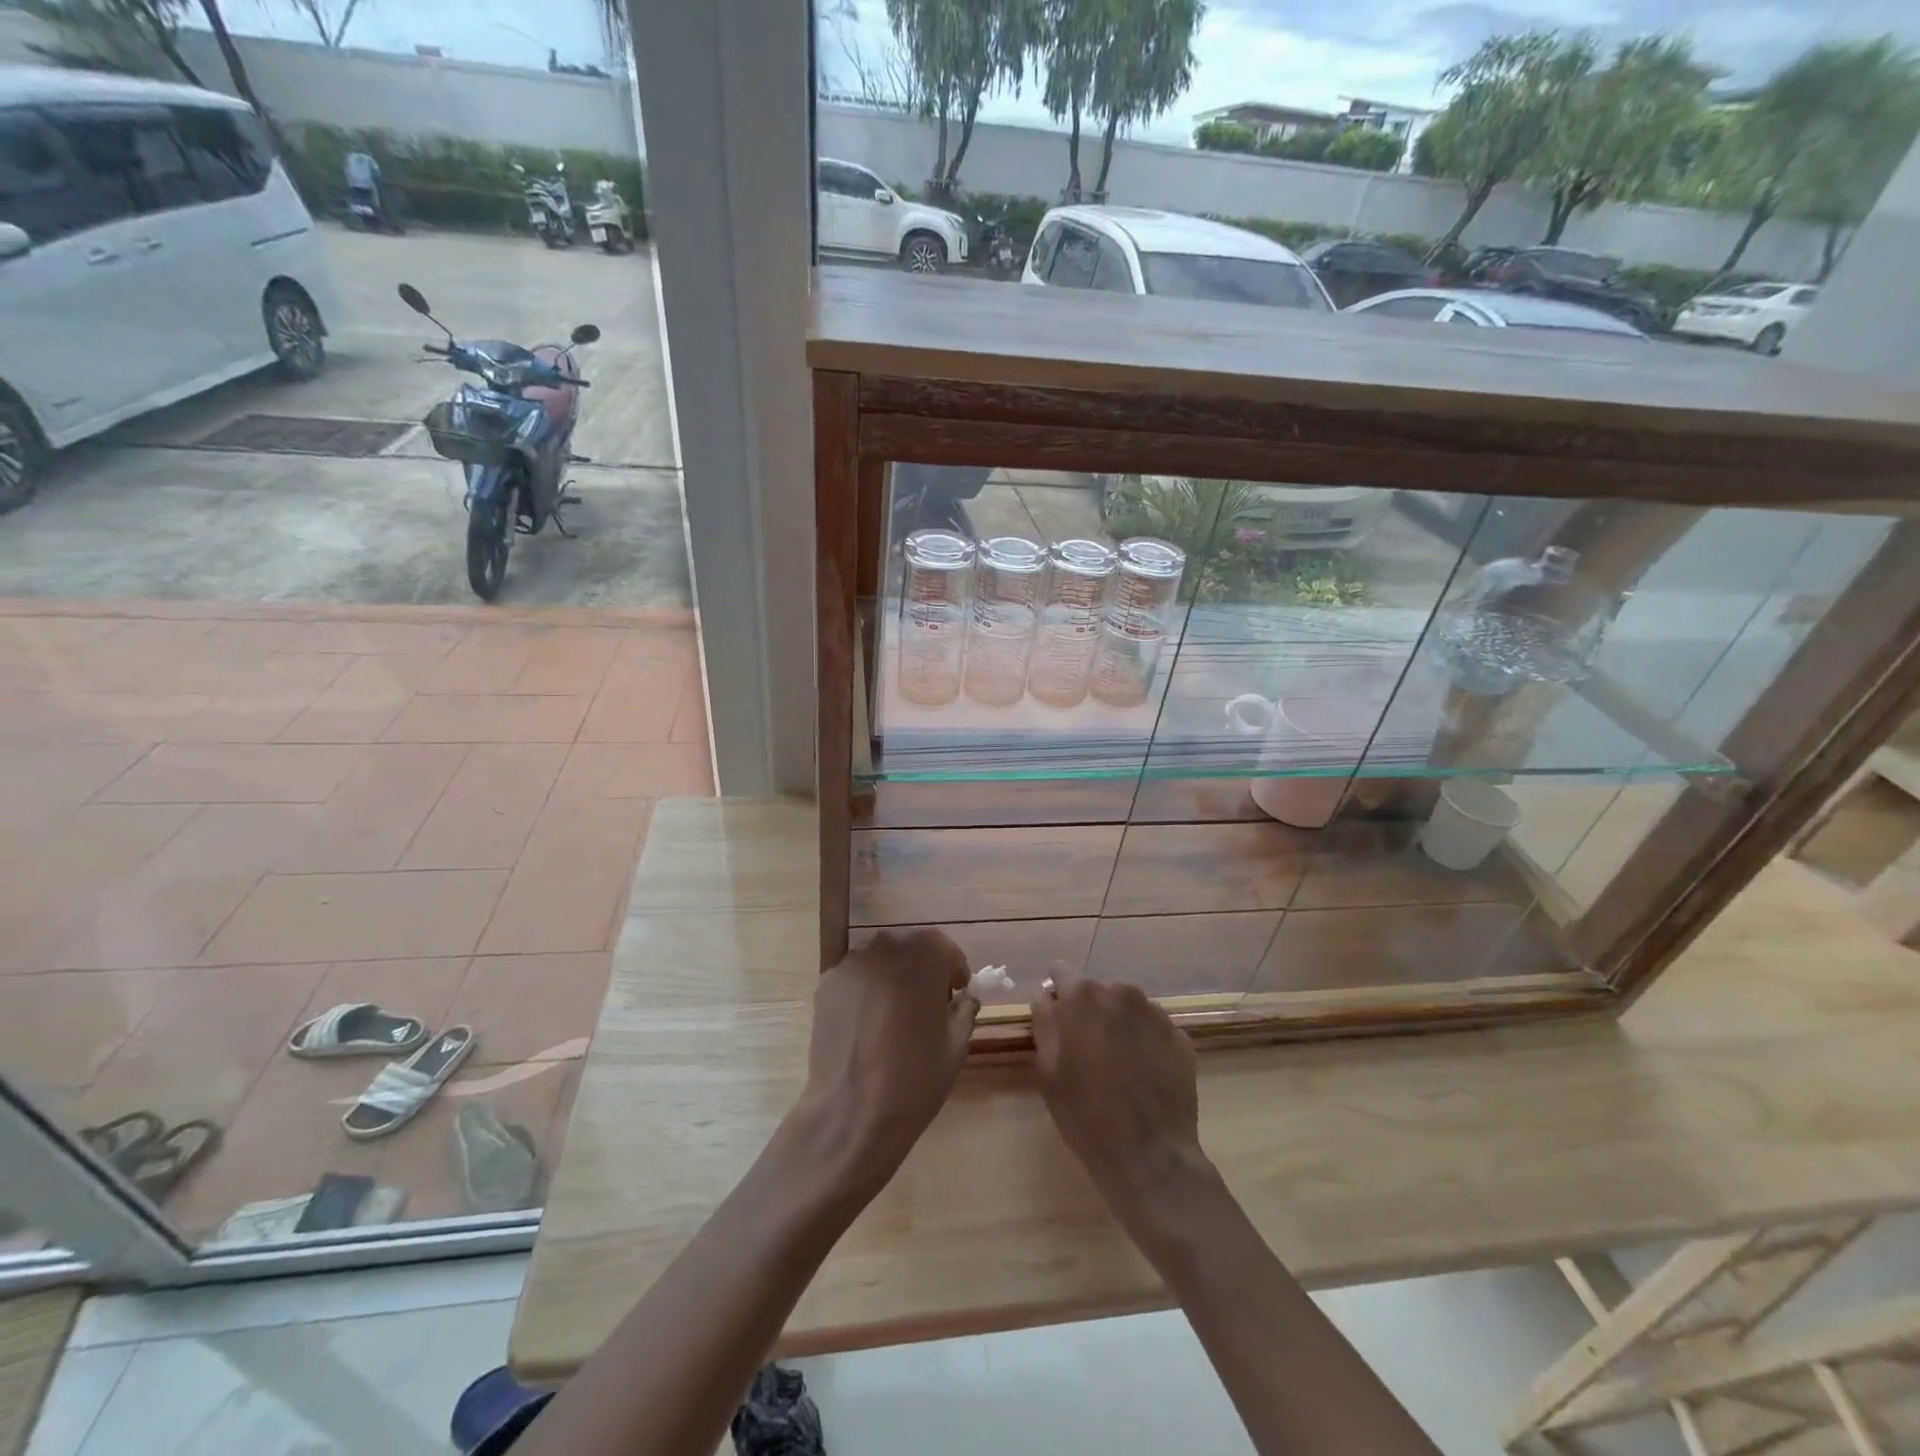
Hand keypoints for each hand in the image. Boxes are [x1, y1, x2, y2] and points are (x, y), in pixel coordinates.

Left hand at [789, 928, 978, 1200]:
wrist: (852, 1112)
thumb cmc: (915, 1078)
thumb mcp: (956, 1046)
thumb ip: (964, 1011)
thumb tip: (964, 999)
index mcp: (924, 955)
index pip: (943, 948)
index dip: (953, 970)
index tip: (957, 993)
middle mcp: (885, 947)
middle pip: (909, 949)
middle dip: (921, 969)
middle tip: (928, 1004)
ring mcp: (851, 964)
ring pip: (880, 961)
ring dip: (892, 977)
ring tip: (895, 1015)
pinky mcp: (826, 984)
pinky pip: (855, 979)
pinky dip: (865, 991)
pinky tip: (868, 1026)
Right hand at [1031, 971, 1213, 1234]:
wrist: (1150, 1155)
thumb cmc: (1086, 1114)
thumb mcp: (1047, 1069)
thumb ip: (1044, 1021)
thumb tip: (1046, 995)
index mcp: (1084, 996)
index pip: (1061, 971)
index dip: (1057, 993)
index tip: (1057, 1020)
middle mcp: (1122, 992)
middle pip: (1097, 989)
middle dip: (1089, 1010)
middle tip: (1086, 1050)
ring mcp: (1155, 1012)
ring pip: (1126, 1006)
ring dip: (1117, 1023)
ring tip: (1117, 1064)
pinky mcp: (1180, 1035)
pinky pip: (1151, 1026)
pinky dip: (1143, 1040)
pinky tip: (1142, 1075)